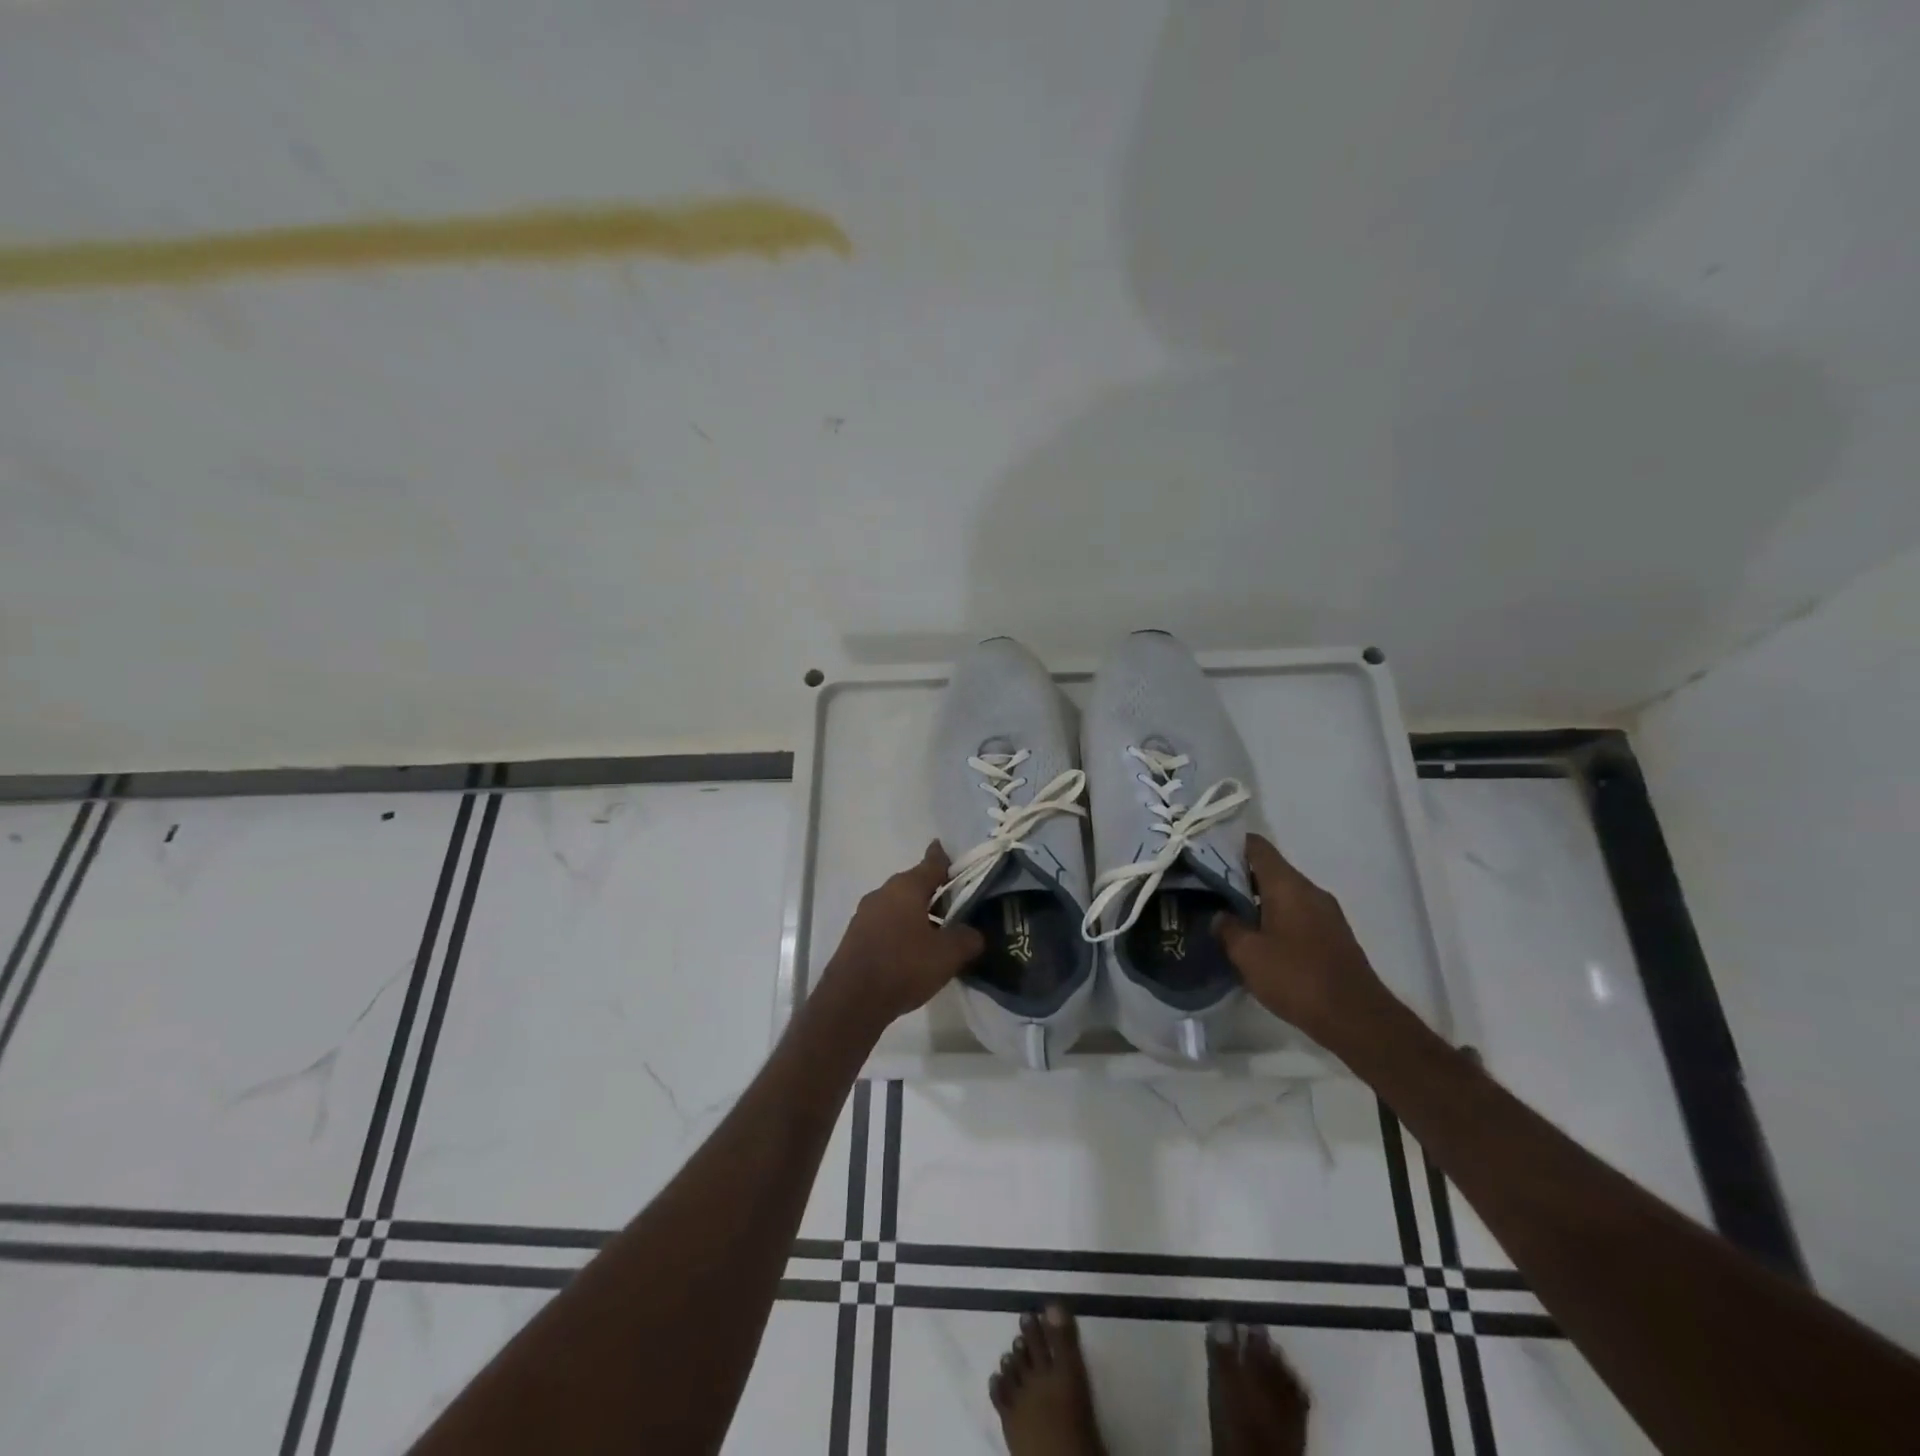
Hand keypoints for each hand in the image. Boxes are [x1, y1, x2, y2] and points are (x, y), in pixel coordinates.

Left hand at [817, 842, 985, 1033]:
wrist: (851, 1001)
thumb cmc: (903, 967)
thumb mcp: (948, 954)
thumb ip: (968, 938)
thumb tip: (974, 934)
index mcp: (906, 887)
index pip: (932, 863)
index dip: (944, 858)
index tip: (948, 851)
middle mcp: (883, 893)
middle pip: (914, 885)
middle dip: (934, 892)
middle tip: (955, 905)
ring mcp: (865, 914)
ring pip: (898, 905)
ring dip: (916, 913)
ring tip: (937, 932)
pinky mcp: (855, 936)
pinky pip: (885, 924)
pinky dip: (901, 930)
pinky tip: (911, 950)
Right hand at [1213, 833, 1394, 1044]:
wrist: (1356, 1018)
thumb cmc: (1297, 978)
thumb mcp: (1248, 954)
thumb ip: (1228, 929)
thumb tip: (1220, 915)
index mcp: (1288, 885)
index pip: (1257, 847)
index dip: (1230, 844)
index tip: (1205, 853)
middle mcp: (1310, 890)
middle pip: (1270, 870)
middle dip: (1239, 877)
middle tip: (1208, 888)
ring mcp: (1326, 913)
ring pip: (1284, 894)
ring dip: (1257, 901)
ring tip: (1230, 915)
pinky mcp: (1333, 935)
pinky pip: (1297, 913)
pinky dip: (1276, 918)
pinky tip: (1259, 940)